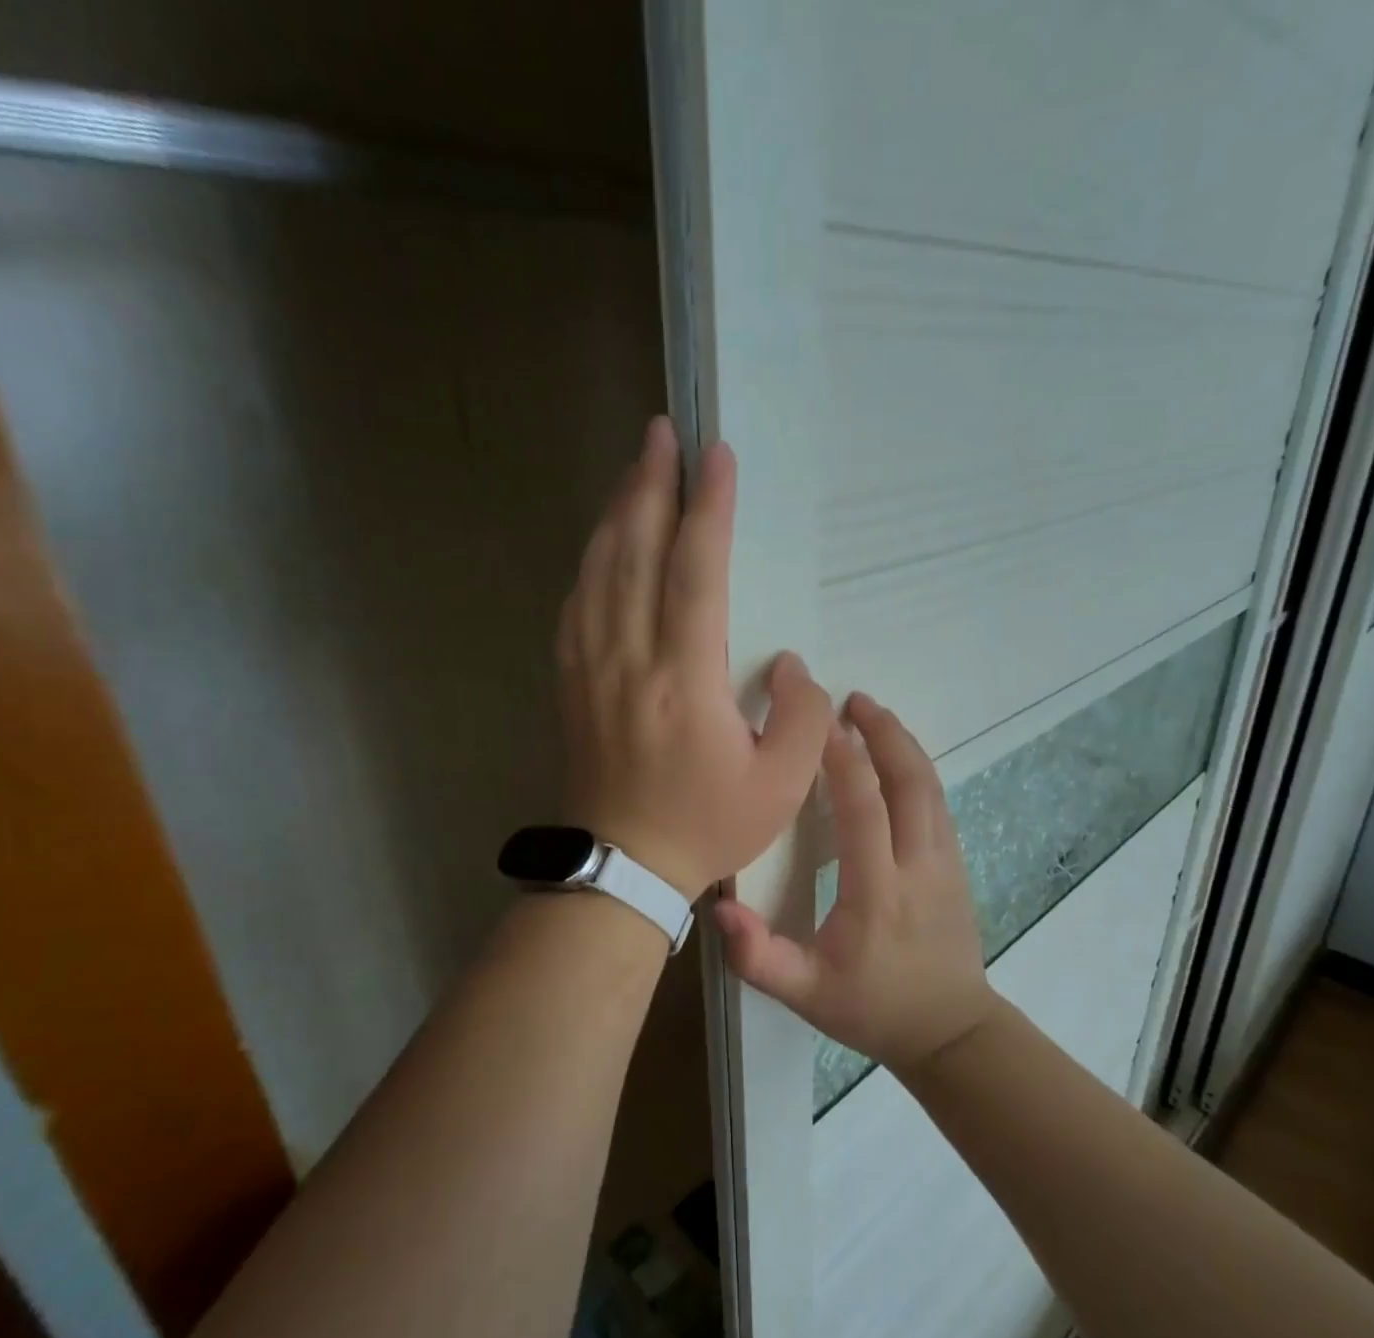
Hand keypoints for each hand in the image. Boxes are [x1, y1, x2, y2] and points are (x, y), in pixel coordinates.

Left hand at [557, 417, 832, 899]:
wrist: (621, 866)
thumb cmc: (706, 827)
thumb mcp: (780, 786)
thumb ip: (803, 718)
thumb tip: (791, 665)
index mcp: (684, 680)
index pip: (694, 572)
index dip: (708, 508)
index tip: (718, 456)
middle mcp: (630, 659)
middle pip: (634, 552)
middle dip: (650, 485)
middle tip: (662, 434)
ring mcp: (591, 668)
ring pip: (598, 570)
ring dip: (617, 512)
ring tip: (636, 470)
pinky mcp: (570, 682)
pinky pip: (576, 605)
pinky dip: (591, 562)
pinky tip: (602, 542)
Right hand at [714, 692, 997, 1069]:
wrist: (951, 1031)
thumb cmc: (872, 1009)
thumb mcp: (806, 995)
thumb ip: (759, 957)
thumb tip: (720, 909)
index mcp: (878, 891)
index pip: (863, 806)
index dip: (841, 758)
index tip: (816, 722)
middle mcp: (919, 865)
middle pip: (908, 781)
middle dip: (881, 732)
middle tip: (850, 699)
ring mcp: (946, 862)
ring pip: (930, 786)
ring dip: (902, 743)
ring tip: (872, 713)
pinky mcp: (957, 865)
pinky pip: (938, 802)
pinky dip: (917, 768)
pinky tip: (896, 756)